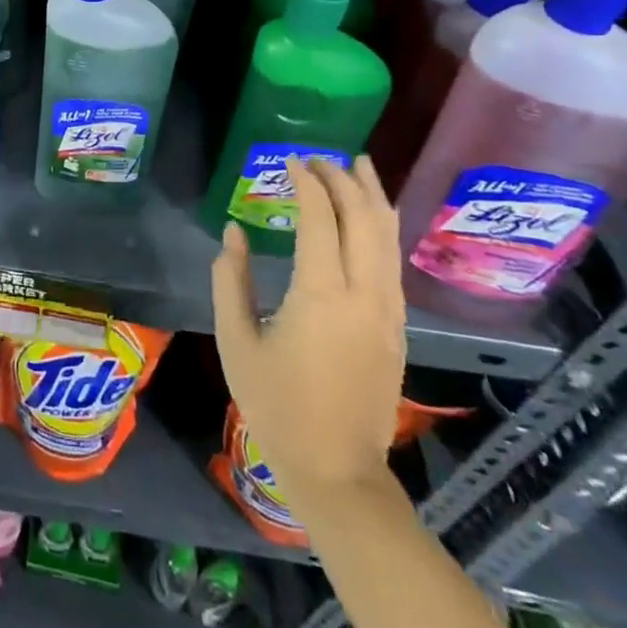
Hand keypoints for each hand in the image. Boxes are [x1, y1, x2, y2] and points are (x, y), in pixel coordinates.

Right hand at [211, 155, 405, 512]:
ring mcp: (387, 311)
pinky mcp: (396, 327)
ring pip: (388, 237)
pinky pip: (393, 261)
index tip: (289, 161)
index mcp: (320, 295)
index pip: (321, 218)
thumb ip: (230, 279)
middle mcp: (363, 294)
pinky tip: (372, 216)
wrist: (336, 470)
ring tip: (359, 164)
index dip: (306, 183)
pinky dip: (383, 227)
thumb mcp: (236, 340)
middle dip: (343, 179)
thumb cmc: (276, 405)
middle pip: (364, 218)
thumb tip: (234, 232)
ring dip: (373, 195)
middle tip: (318, 158)